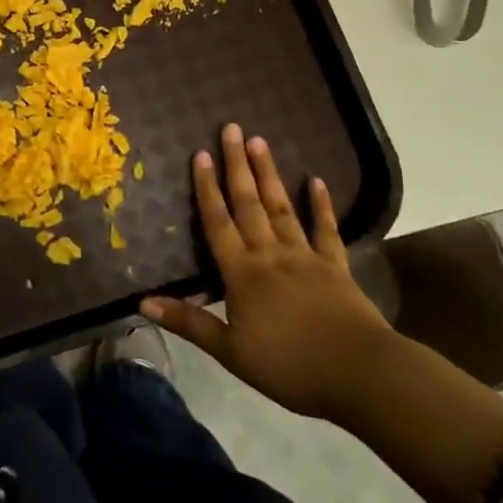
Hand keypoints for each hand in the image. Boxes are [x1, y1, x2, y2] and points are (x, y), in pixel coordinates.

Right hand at [141, 123, 394, 423]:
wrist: (360, 374)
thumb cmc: (289, 366)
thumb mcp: (230, 351)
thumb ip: (188, 323)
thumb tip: (142, 303)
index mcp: (242, 272)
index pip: (217, 222)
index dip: (206, 188)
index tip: (199, 154)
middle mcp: (270, 254)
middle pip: (249, 203)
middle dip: (237, 165)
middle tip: (231, 128)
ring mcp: (305, 256)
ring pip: (282, 207)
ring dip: (269, 174)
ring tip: (260, 141)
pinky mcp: (336, 267)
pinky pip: (325, 230)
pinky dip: (321, 205)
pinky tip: (316, 181)